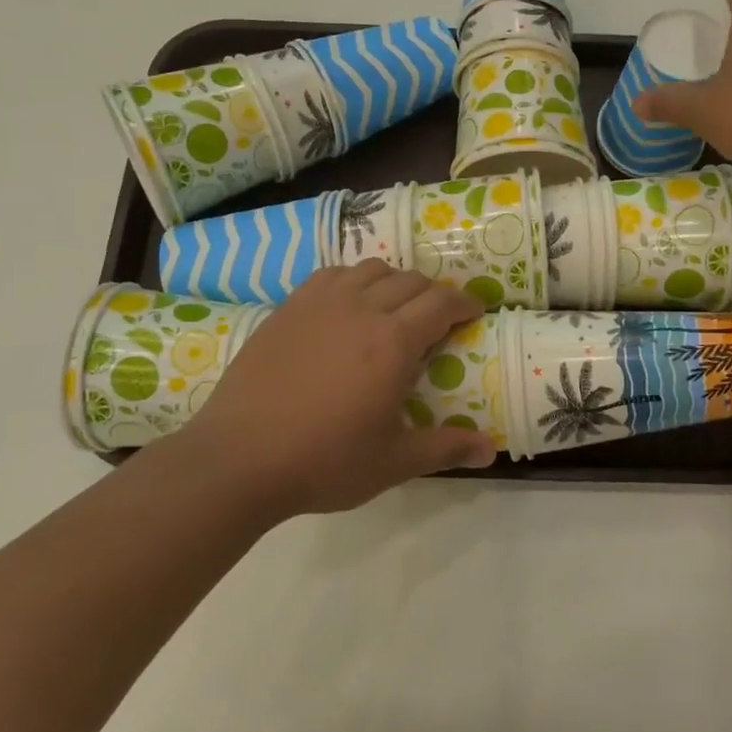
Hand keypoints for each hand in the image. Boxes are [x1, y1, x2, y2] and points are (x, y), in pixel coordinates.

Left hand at [152, 262, 495, 521]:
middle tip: (439, 319)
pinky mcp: (288, 308)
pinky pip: (332, 275)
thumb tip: (492, 450)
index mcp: (394, 342)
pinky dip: (353, 280)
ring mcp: (320, 304)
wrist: (239, 458)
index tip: (474, 313)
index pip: (442, 303)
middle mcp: (361, 309)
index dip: (464, 304)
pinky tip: (348, 305)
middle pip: (410, 281)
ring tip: (395, 308)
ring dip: (394, 282)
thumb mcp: (394, 461)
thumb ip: (446, 448)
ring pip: (371, 269)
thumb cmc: (324, 461)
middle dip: (434, 294)